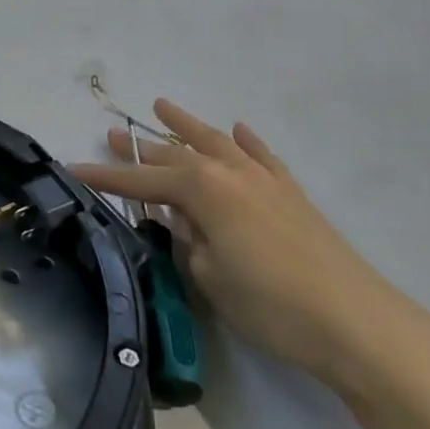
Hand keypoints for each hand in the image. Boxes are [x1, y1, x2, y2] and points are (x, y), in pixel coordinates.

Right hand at [72, 99, 414, 386]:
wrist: (356, 322)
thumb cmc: (270, 304)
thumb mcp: (209, 276)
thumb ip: (187, 240)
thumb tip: (183, 220)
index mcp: (202, 190)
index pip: (140, 181)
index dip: (105, 177)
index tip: (73, 169)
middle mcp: (229, 172)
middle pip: (175, 155)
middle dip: (140, 148)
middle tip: (111, 135)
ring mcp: (264, 179)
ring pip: (215, 142)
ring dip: (186, 125)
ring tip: (161, 106)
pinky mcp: (292, 194)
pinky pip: (262, 155)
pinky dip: (246, 140)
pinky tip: (238, 129)